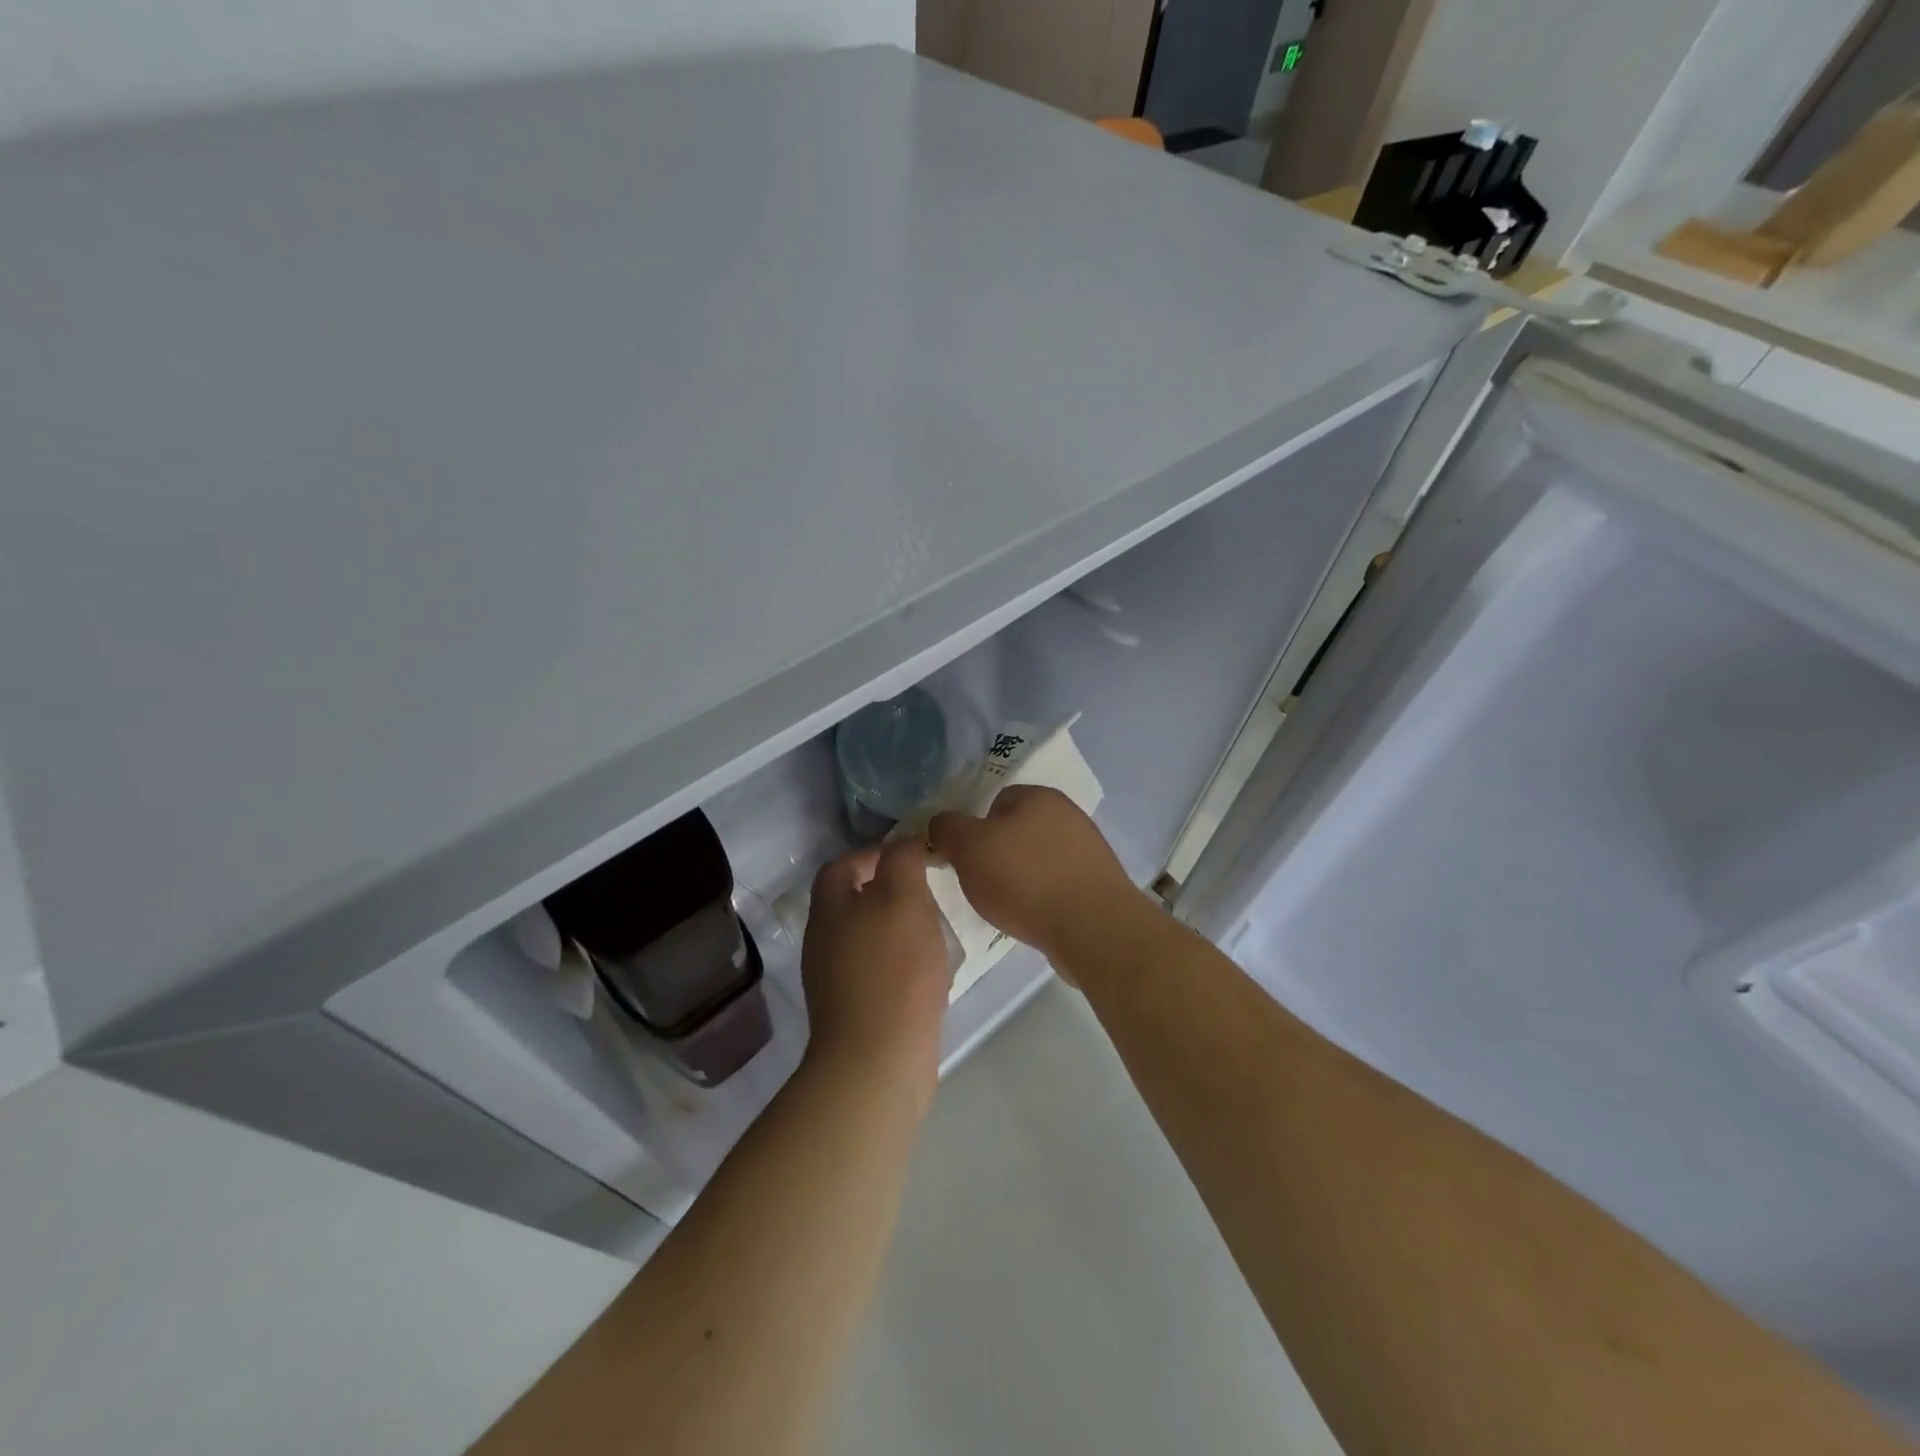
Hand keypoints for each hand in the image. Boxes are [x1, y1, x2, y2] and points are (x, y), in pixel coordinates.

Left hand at [800, 839, 952, 1097]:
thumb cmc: (892, 969)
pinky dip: (900, 963)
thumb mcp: (904, 898)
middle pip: (853, 900)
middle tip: (928, 893)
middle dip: (890, 891)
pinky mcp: (854, 1010)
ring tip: (934, 930)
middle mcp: (824, 940)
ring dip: (898, 928)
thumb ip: (903, 861)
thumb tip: (904, 842)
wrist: (877, 1060)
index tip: (912, 857)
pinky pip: (877, 971)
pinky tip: (928, 972)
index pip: (841, 864)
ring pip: (868, 936)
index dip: (874, 852)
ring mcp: (835, 979)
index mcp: (829, 908)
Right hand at [928, 786, 1137, 965]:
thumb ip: (948, 828)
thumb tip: (941, 824)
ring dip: (1022, 879)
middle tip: (983, 884)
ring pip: (1038, 859)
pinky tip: (1036, 918)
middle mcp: (1068, 814)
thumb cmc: (1025, 879)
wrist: (1092, 928)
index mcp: (1038, 796)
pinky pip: (1058, 884)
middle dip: (998, 855)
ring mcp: (1088, 849)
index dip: (976, 829)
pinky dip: (1044, 898)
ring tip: (1010, 907)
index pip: (996, 801)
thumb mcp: (968, 848)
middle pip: (1018, 831)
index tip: (967, 859)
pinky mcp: (1099, 883)